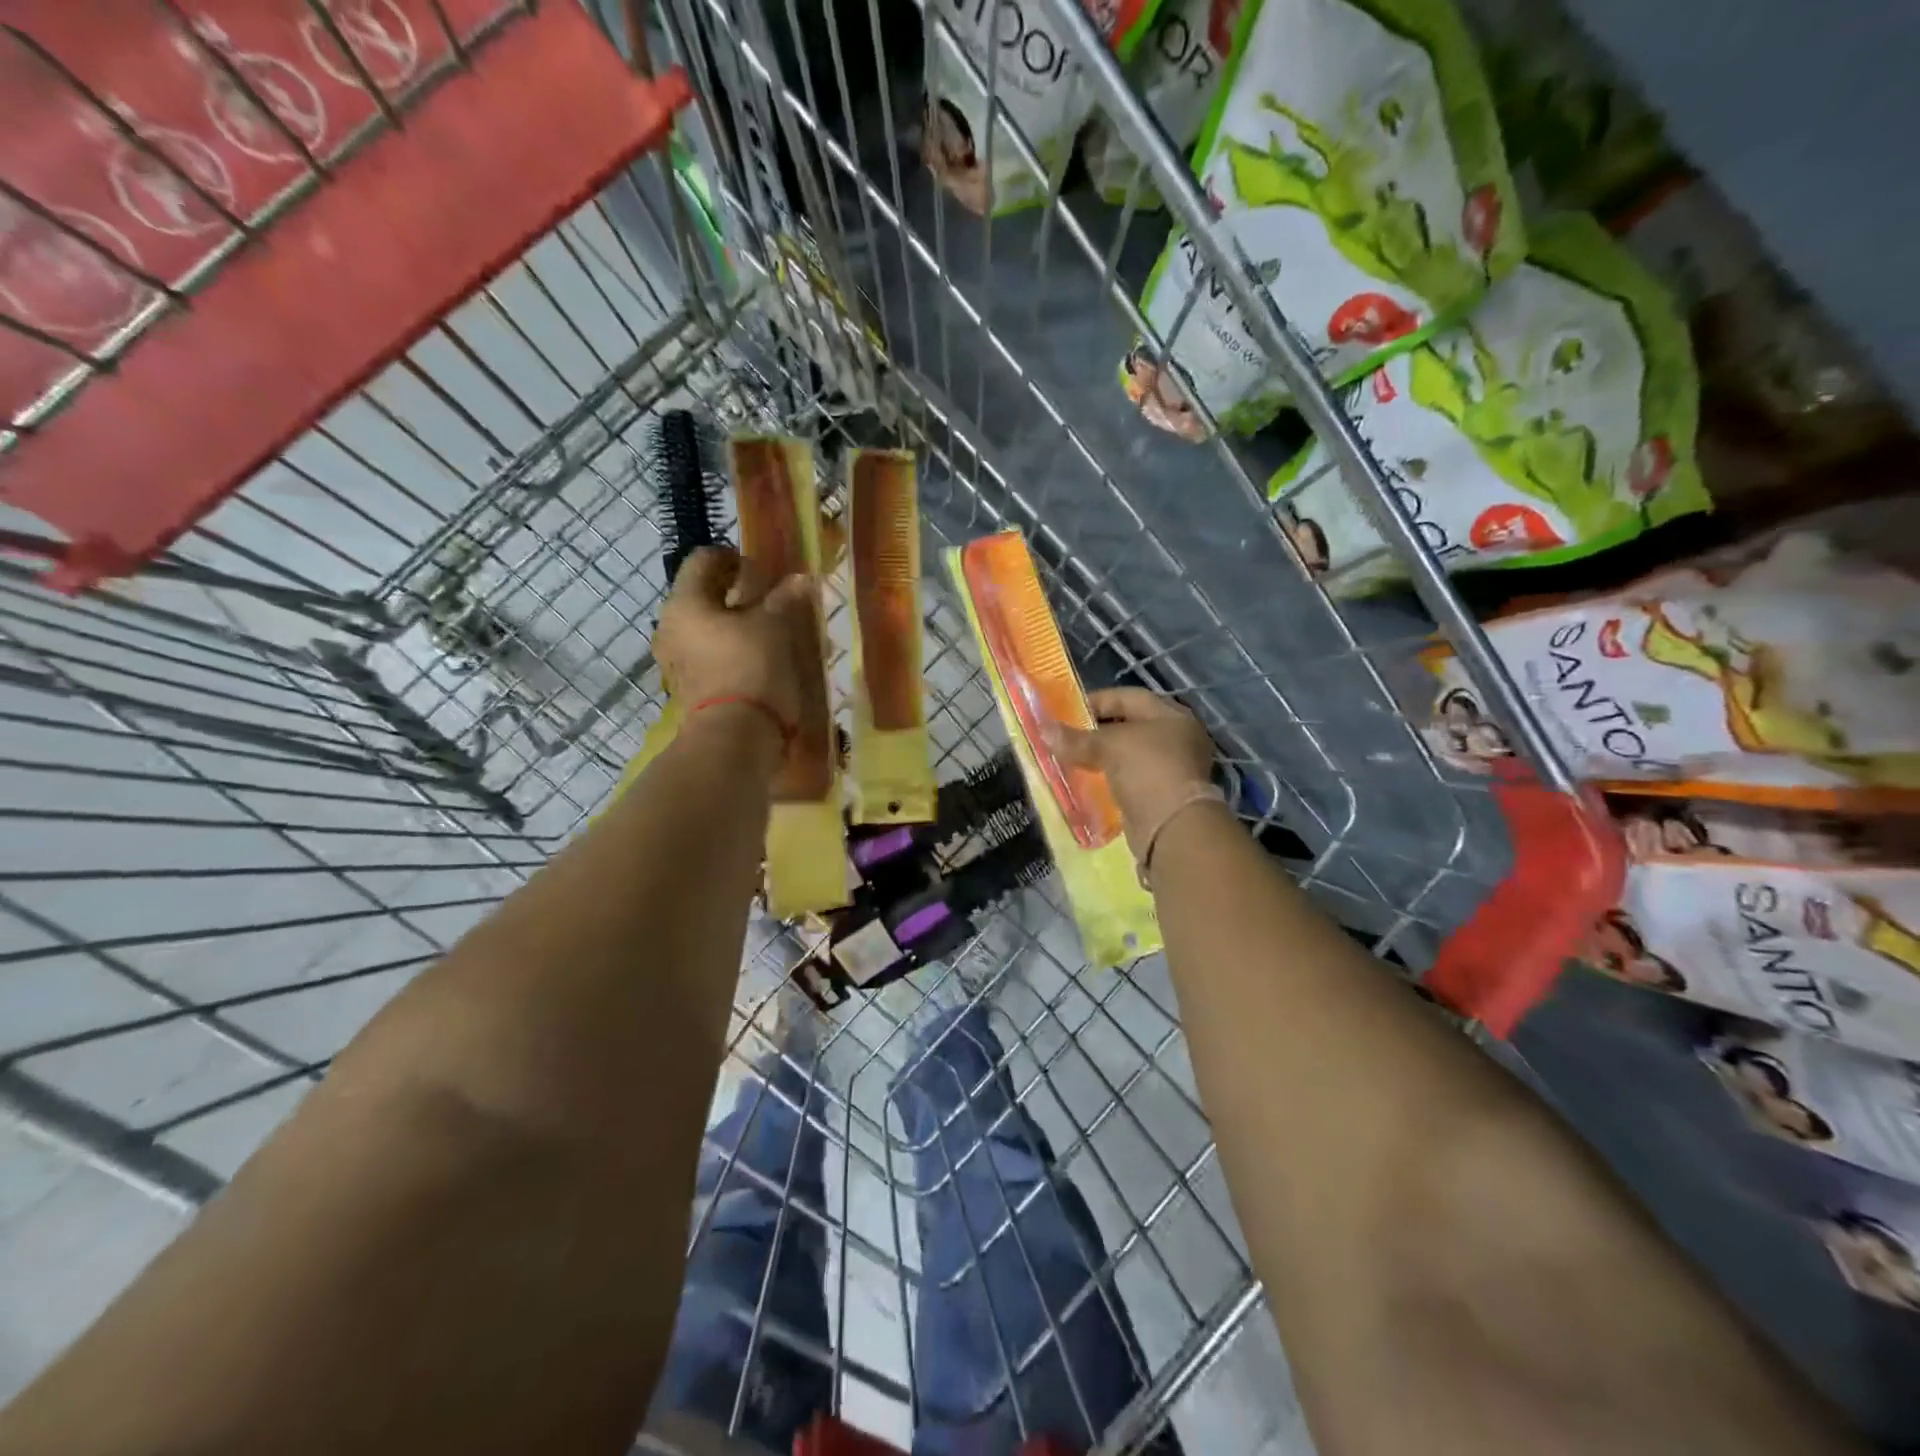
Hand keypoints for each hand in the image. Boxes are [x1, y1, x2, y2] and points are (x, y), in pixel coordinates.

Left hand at [654, 547, 811, 735]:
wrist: (736, 736)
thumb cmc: (751, 667)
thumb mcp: (775, 626)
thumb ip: (784, 598)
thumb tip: (801, 579)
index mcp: (685, 602)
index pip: (703, 560)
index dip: (733, 557)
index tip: (762, 570)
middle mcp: (670, 626)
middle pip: (703, 595)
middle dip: (736, 592)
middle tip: (770, 599)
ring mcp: (676, 659)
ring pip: (707, 627)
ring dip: (735, 623)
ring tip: (769, 631)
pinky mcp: (689, 686)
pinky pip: (709, 654)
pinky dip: (731, 649)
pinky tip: (758, 658)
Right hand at [1048, 687, 1218, 858]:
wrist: (1172, 827)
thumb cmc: (1147, 770)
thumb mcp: (1108, 747)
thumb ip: (1076, 738)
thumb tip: (1043, 730)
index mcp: (1171, 715)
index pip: (1129, 697)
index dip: (1097, 700)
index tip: (1066, 711)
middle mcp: (1176, 738)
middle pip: (1128, 726)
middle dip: (1096, 731)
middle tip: (1065, 736)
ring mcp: (1171, 768)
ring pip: (1127, 755)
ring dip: (1101, 757)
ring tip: (1070, 759)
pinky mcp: (1161, 795)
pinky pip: (1128, 780)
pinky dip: (1108, 779)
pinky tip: (1085, 782)